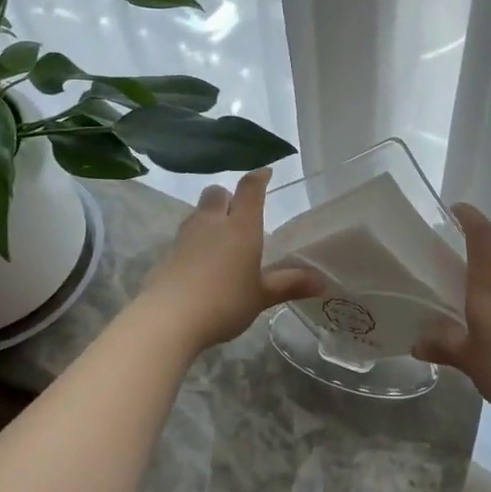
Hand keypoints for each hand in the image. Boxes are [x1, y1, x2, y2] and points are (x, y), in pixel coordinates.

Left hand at [140, 168, 324, 351]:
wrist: (168, 318)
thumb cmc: (224, 302)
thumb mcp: (262, 296)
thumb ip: (290, 284)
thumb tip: (323, 282)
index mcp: (241, 226)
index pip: (250, 189)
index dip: (259, 178)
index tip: (266, 173)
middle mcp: (213, 222)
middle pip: (217, 194)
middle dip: (228, 196)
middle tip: (239, 212)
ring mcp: (186, 236)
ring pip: (198, 213)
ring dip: (209, 217)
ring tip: (220, 238)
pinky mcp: (167, 254)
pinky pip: (184, 236)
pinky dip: (194, 241)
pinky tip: (200, 263)